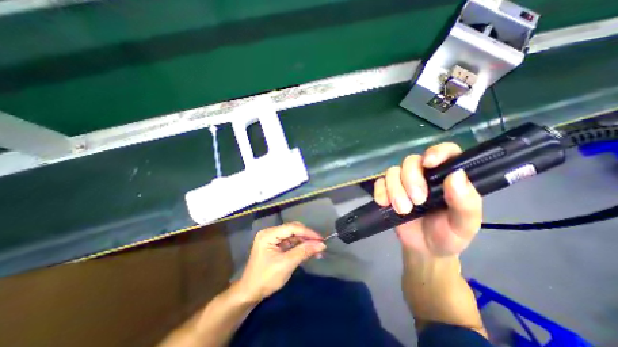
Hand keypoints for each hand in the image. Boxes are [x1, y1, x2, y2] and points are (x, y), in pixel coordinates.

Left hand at [237, 223, 324, 301]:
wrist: (250, 293)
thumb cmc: (266, 278)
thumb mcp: (286, 264)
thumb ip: (304, 251)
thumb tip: (322, 245)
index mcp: (269, 234)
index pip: (292, 228)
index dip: (307, 232)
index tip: (321, 239)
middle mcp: (270, 233)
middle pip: (293, 229)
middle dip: (307, 236)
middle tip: (319, 244)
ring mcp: (273, 239)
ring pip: (293, 235)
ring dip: (305, 242)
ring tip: (317, 250)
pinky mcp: (275, 245)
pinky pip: (290, 242)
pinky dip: (300, 246)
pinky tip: (308, 251)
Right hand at [371, 141, 482, 257]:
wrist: (424, 249)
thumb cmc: (448, 235)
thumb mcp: (464, 224)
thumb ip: (466, 203)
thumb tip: (456, 175)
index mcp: (447, 177)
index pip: (445, 151)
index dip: (436, 152)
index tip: (429, 164)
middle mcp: (424, 175)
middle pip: (411, 161)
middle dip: (411, 180)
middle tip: (417, 201)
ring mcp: (403, 182)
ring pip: (393, 171)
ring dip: (395, 189)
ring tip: (402, 210)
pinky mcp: (388, 191)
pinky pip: (379, 182)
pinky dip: (380, 191)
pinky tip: (384, 203)